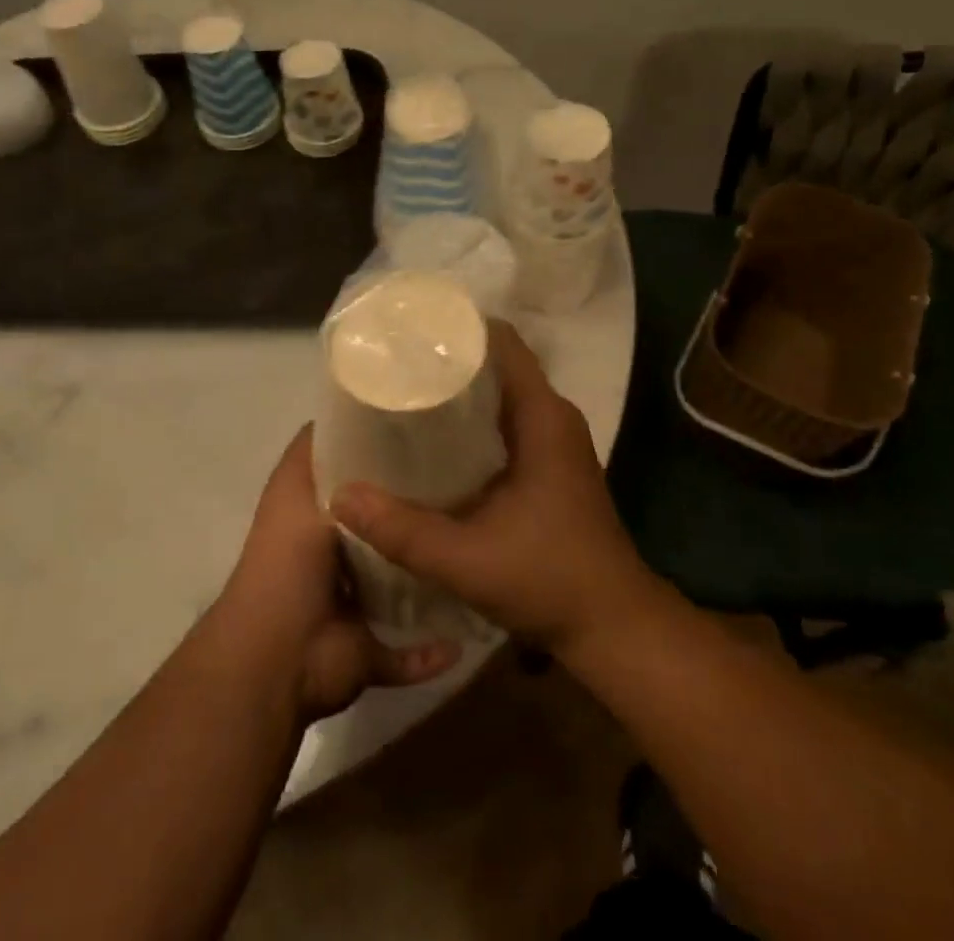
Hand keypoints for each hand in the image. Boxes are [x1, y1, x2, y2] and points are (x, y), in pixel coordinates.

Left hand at [218, 425, 458, 722]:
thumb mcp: (296, 488)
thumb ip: (318, 451)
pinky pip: (408, 651)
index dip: (380, 452)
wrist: (277, 654)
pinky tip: (464, 635)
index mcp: (314, 515)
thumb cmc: (286, 561)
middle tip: (469, 484)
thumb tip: (351, 408)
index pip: (351, 475)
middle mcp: (333, 554)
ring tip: (478, 545)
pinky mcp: (369, 648)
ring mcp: (353, 604)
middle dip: (415, 508)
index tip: (425, 430)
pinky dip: (431, 650)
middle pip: (381, 524)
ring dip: (427, 573)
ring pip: (400, 584)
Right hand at [329, 323, 656, 654]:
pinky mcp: (549, 464)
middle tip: (392, 363)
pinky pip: (505, 422)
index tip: (410, 329)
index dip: (457, 328)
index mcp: (542, 415)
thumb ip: (402, 529)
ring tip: (403, 393)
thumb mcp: (467, 559)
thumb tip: (341, 494)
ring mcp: (553, 441)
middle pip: (496, 364)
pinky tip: (432, 440)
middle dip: (447, 359)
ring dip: (458, 391)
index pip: (501, 342)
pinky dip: (471, 421)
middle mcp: (552, 416)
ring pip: (499, 394)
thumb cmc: (549, 579)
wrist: (612, 626)